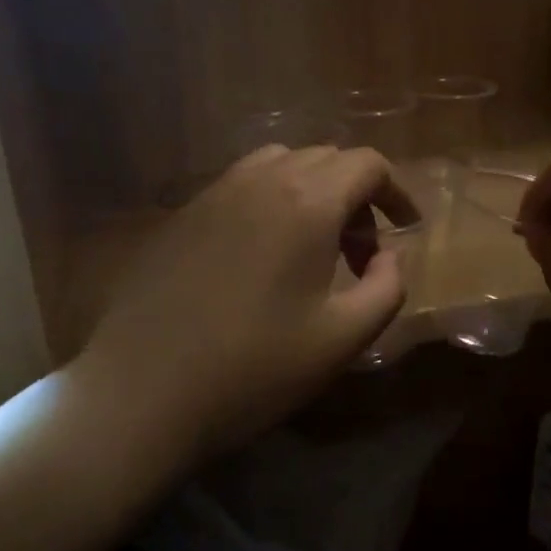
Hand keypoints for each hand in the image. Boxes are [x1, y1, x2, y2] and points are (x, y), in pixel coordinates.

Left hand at [77, 145, 420, 465]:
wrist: (143, 391)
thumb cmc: (254, 369)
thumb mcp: (343, 338)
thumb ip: (387, 288)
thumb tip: (389, 256)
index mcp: (307, 202)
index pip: (367, 164)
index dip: (396, 191)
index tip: (407, 228)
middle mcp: (261, 180)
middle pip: (326, 159)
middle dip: (358, 197)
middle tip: (362, 254)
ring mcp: (214, 193)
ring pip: (281, 164)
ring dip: (313, 192)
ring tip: (315, 248)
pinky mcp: (183, 214)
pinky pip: (242, 185)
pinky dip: (272, 201)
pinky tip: (264, 255)